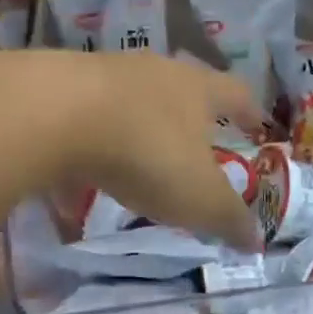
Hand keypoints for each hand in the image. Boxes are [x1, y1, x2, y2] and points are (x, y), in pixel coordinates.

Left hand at [0, 49, 264, 248]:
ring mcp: (106, 73)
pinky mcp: (61, 87)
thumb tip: (256, 242)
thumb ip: (228, 219)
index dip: (250, 112)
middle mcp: (155, 71)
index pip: (236, 94)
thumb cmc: (147, 153)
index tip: (258, 125)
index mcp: (197, 89)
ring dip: (140, 128)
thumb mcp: (198, 198)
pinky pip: (87, 117)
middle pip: (183, 88)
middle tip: (197, 143)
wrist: (53, 115)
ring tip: (138, 160)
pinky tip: (83, 173)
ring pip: (133, 100)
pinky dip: (94, 142)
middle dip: (192, 117)